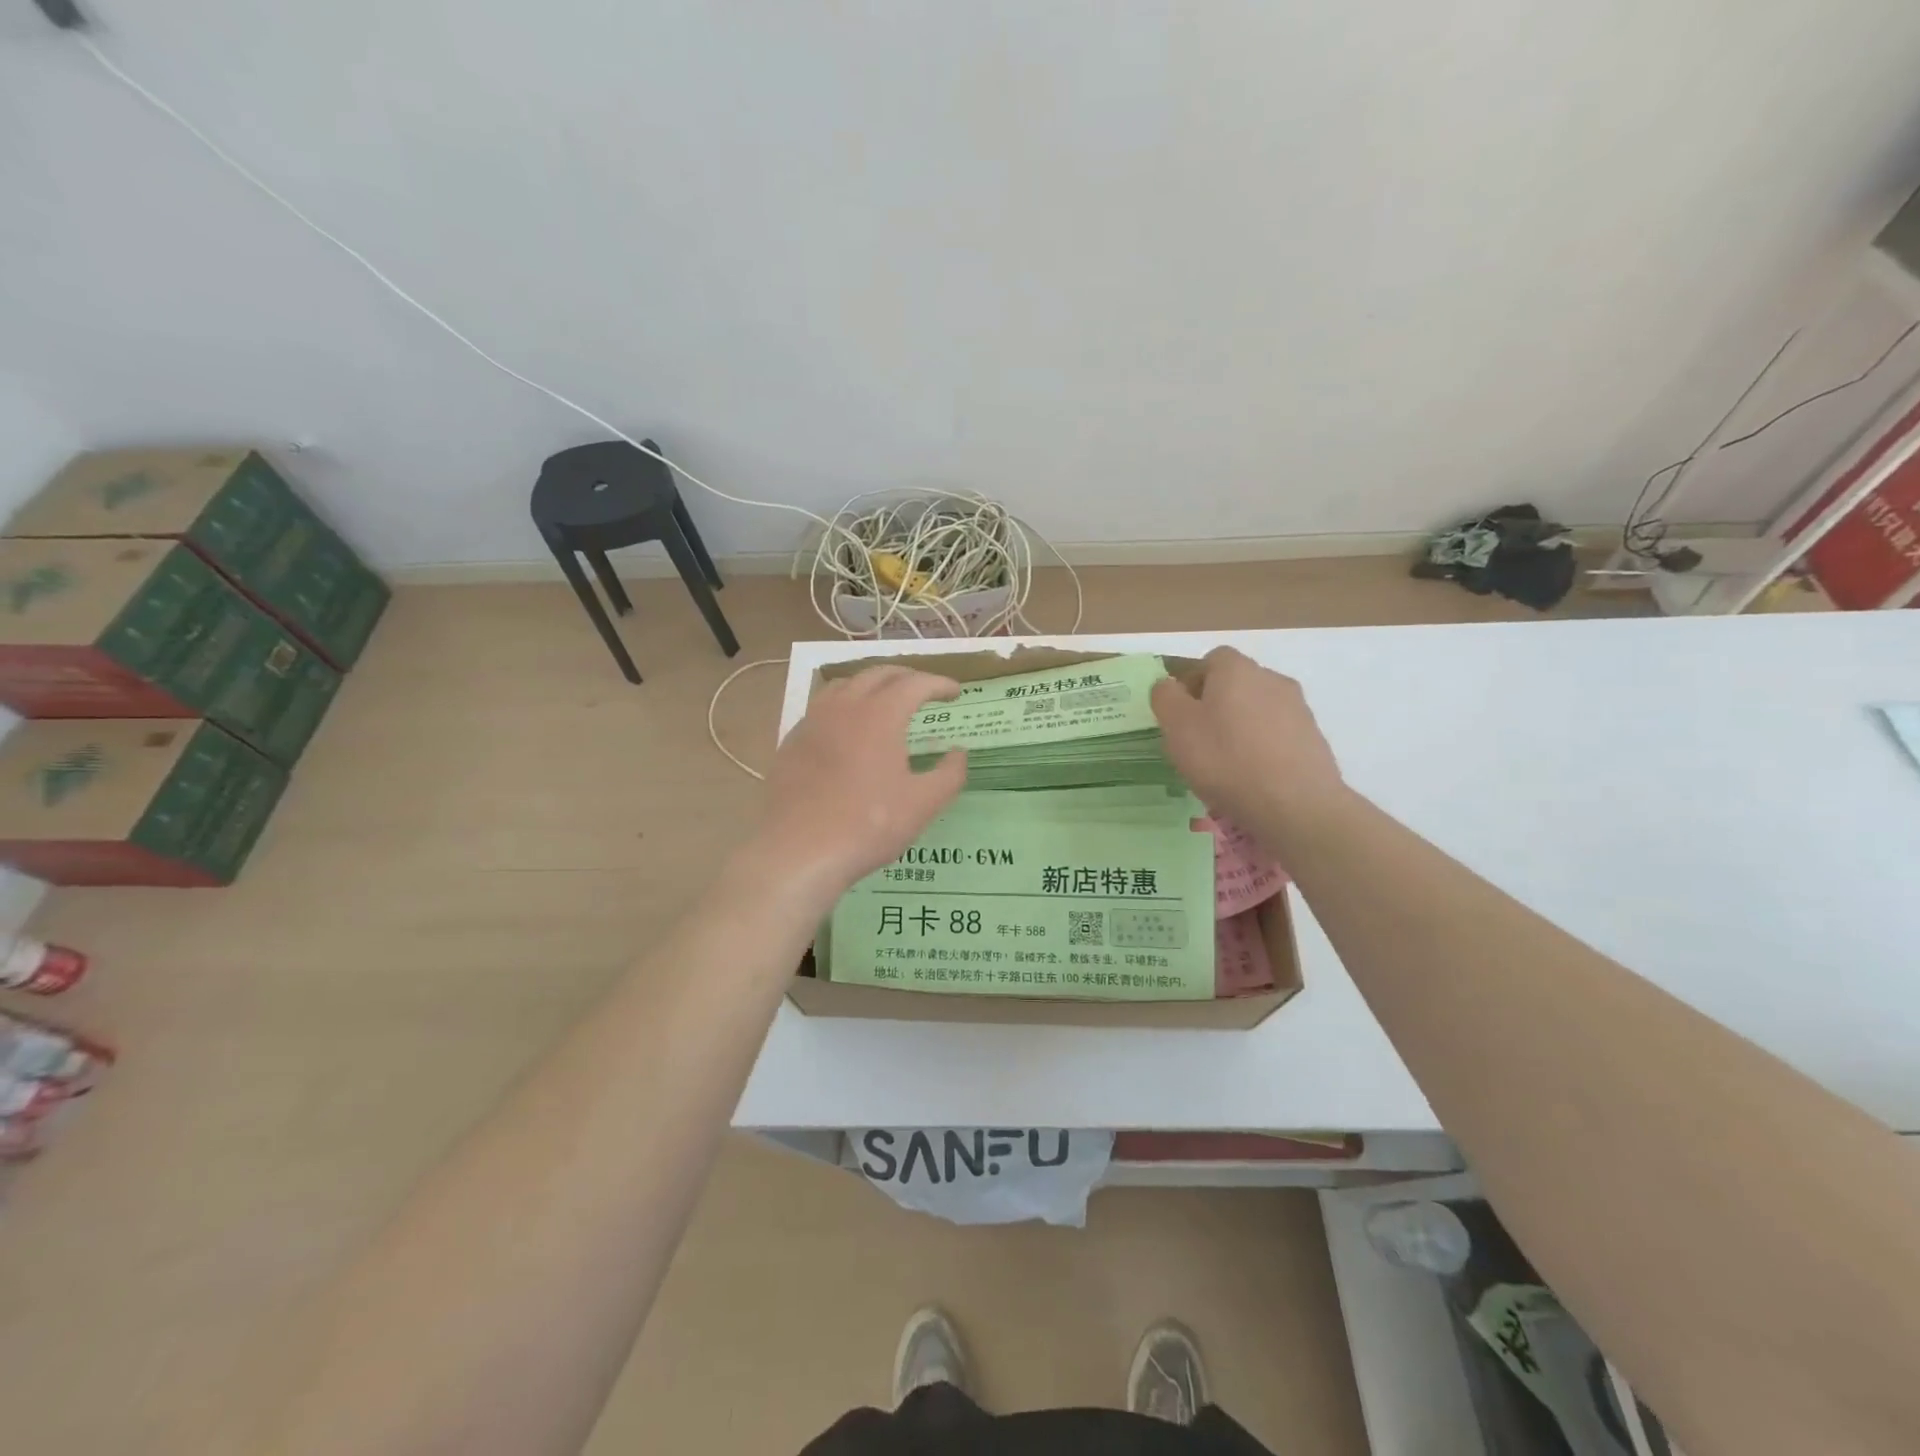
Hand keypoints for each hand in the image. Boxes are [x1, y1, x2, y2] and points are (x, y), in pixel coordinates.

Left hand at [752, 666, 967, 904]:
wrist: (798, 851)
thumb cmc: (867, 825)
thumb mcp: (923, 804)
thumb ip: (949, 774)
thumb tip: (958, 753)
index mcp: (880, 714)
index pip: (915, 683)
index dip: (939, 684)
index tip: (955, 692)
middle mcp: (844, 706)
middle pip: (878, 674)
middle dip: (907, 676)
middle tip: (925, 690)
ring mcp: (813, 721)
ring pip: (845, 684)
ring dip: (872, 684)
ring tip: (886, 700)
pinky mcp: (792, 741)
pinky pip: (822, 707)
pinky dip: (844, 705)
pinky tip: (848, 729)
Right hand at [1151, 647, 1345, 831]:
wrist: (1296, 805)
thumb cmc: (1225, 759)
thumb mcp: (1176, 726)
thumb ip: (1165, 697)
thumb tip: (1169, 686)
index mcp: (1236, 669)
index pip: (1209, 660)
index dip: (1191, 684)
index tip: (1181, 716)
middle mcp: (1271, 678)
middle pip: (1235, 684)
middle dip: (1215, 706)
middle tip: (1198, 742)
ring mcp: (1297, 708)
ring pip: (1256, 710)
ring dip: (1240, 728)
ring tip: (1226, 765)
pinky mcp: (1313, 738)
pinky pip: (1276, 734)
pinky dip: (1262, 748)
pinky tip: (1253, 777)